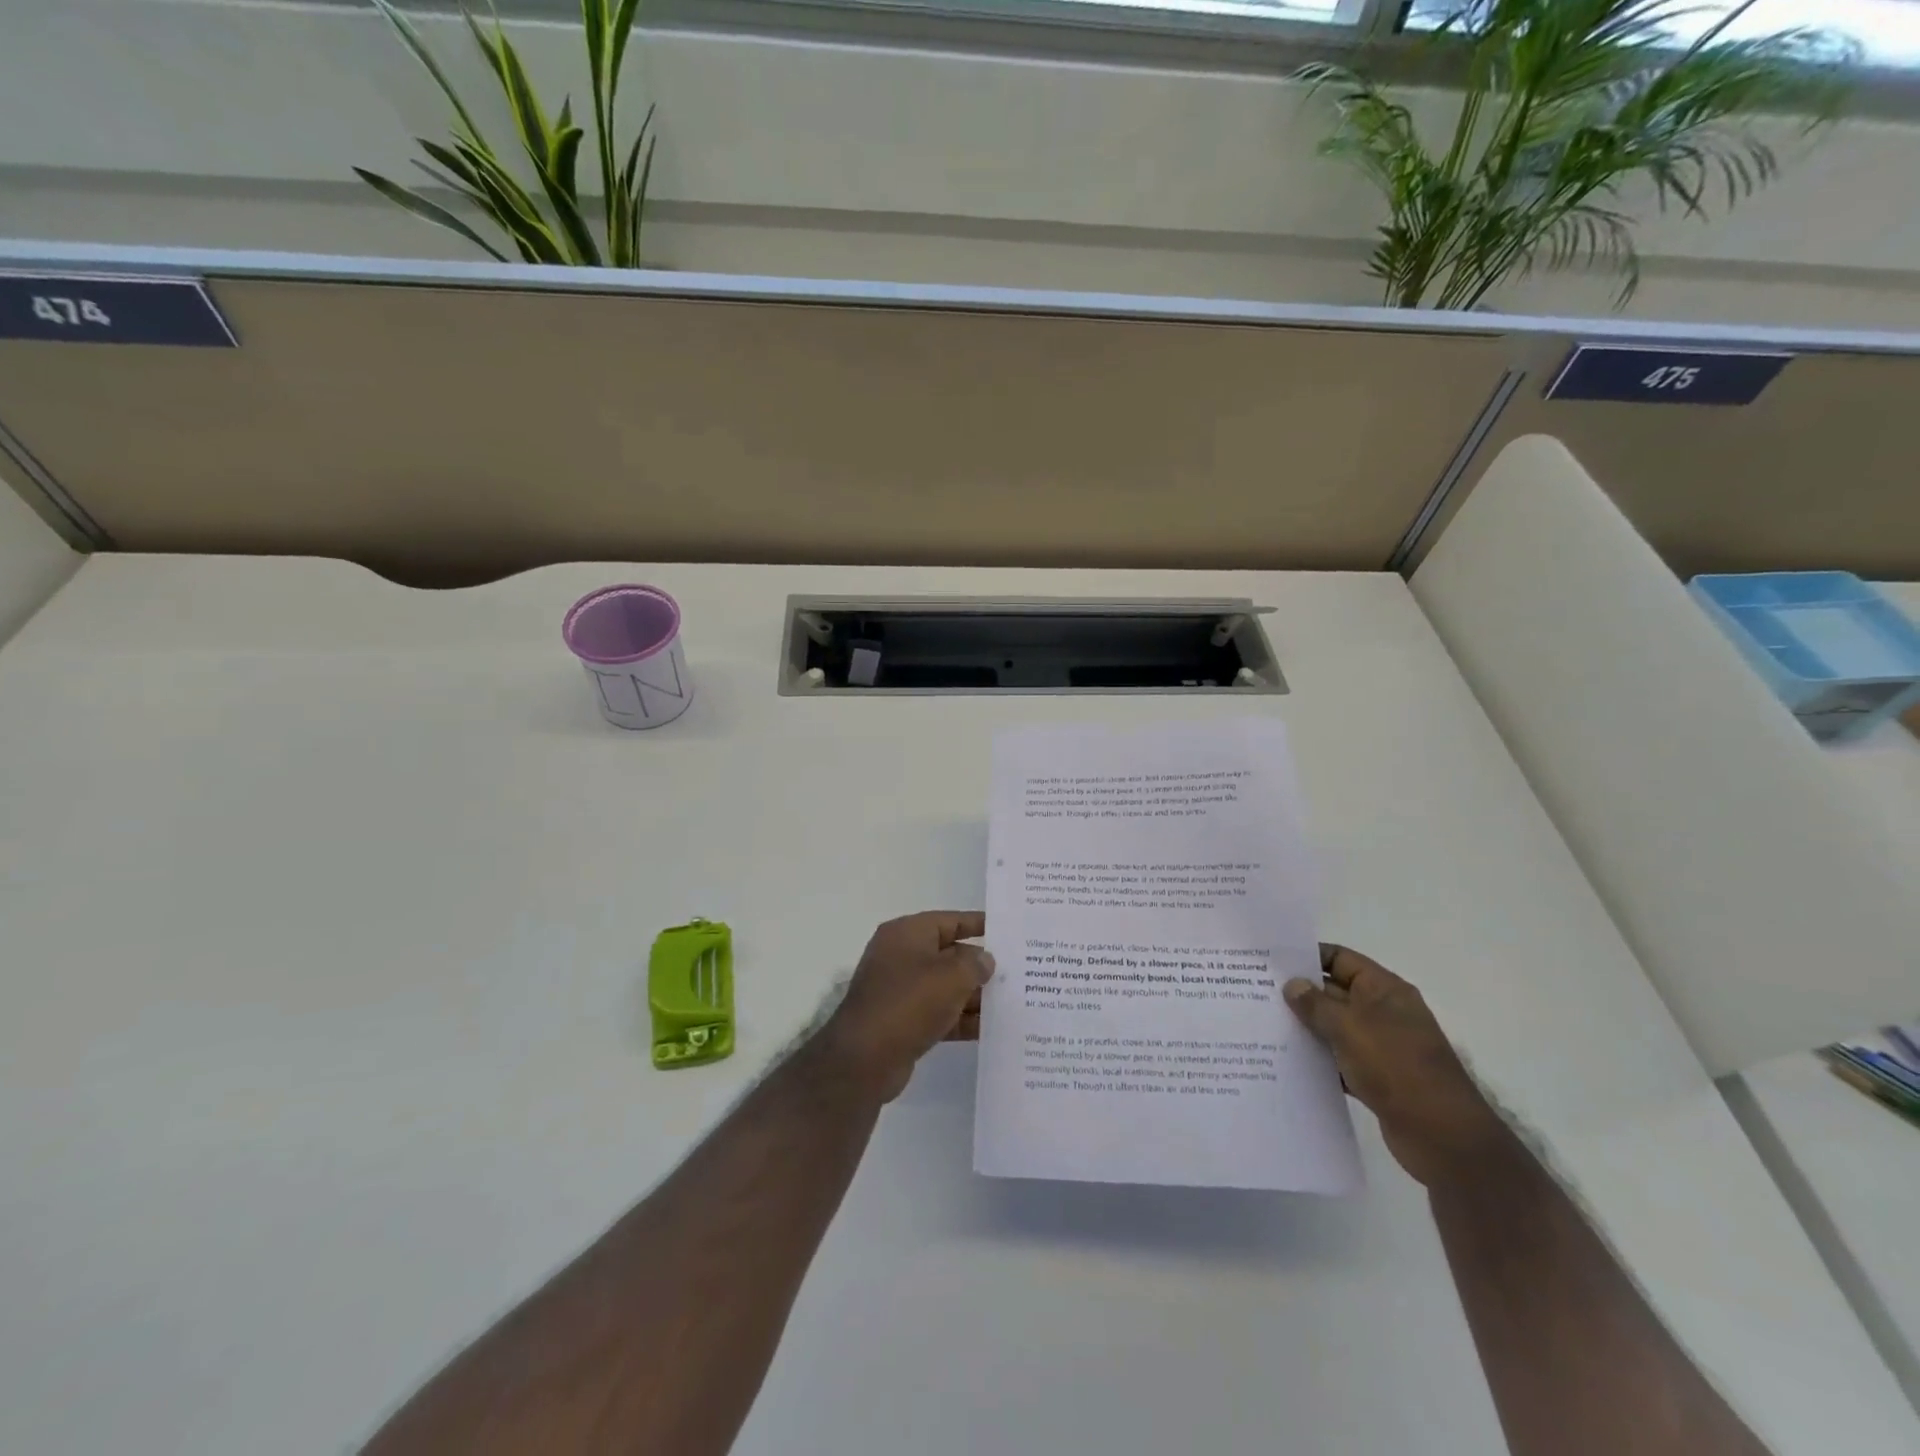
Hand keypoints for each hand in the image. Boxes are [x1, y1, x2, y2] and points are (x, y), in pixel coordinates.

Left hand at [815, 912, 994, 1103]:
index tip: (1006, 930)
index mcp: (906, 934)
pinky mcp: (902, 1021)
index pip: (948, 920)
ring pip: (945, 986)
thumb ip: (974, 964)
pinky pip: (938, 1013)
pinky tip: (989, 1029)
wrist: (865, 1058)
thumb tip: (985, 961)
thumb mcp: (951, 977)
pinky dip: (960, 1019)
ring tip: (1010, 1002)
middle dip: (979, 965)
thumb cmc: (909, 1003)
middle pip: (948, 954)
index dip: (977, 924)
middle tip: (1017, 972)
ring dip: (973, 995)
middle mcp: (900, 956)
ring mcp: (900, 990)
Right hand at [1284, 945, 1511, 1188]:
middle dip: (1300, 994)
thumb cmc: (1397, 1068)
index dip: (1308, 956)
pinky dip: (1319, 1060)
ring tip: (1264, 1026)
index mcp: (1385, 990)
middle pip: (1335, 992)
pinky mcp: (1377, 1078)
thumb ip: (1317, 1005)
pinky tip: (1288, 1062)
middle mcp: (1384, 1013)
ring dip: (1306, 1028)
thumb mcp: (1351, 1028)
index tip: (1271, 961)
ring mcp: (1381, 1047)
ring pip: (1334, 1028)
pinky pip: (1340, 1060)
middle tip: (1256, 993)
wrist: (1443, 1137)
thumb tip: (1292, 985)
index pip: (1341, 959)